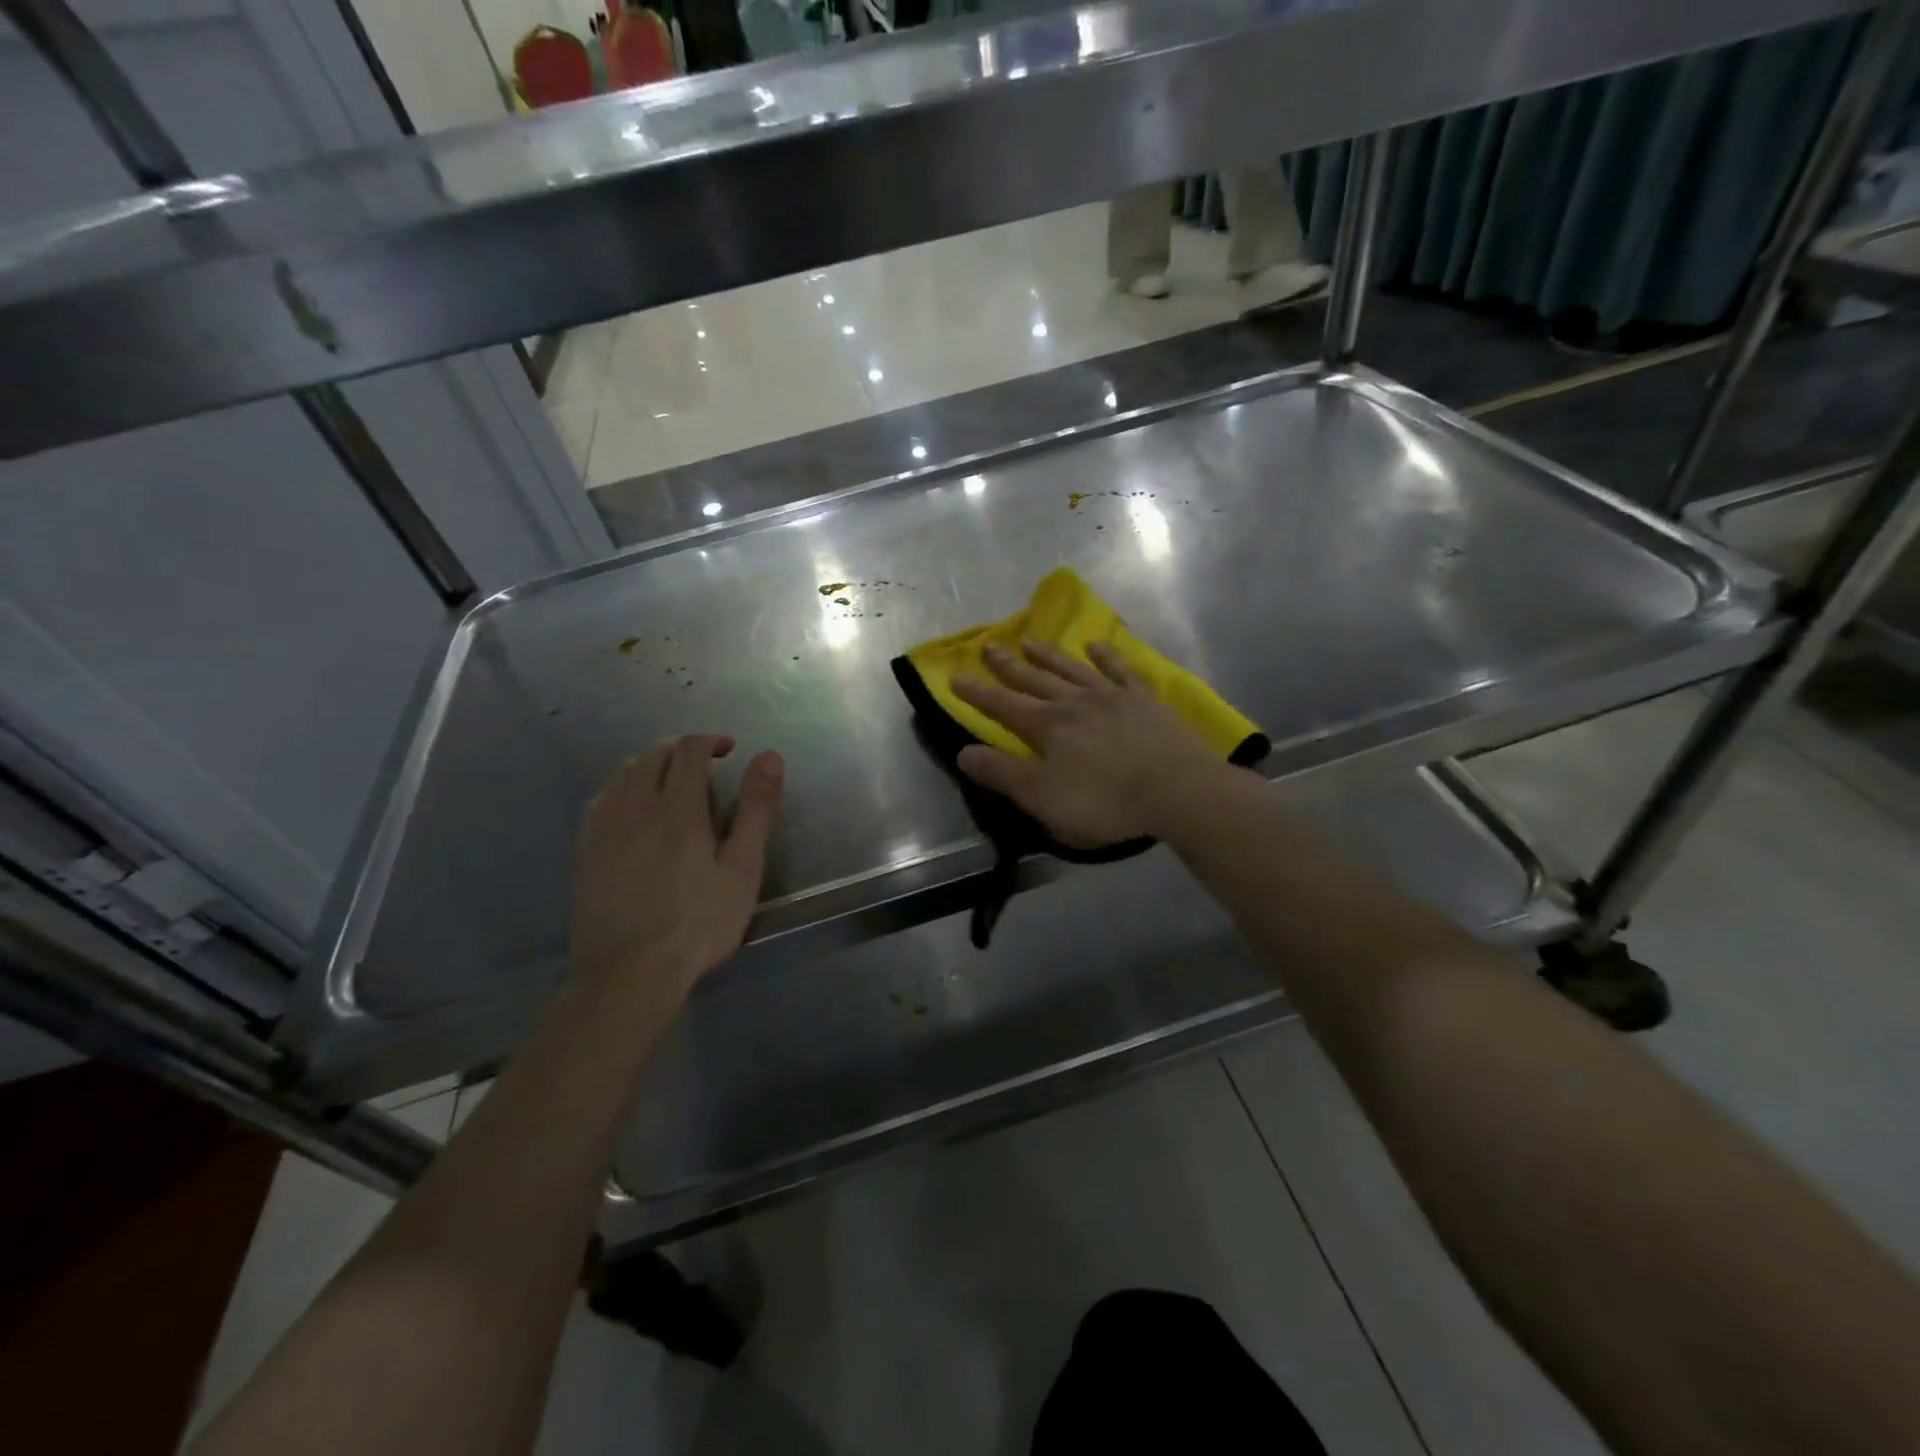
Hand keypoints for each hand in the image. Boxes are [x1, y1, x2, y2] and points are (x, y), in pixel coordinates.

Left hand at [569, 735, 783, 1001]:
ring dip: (651, 765)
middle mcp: (635, 805)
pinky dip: (623, 788)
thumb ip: (756, 809)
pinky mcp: (584, 849)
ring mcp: (603, 827)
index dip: (709, 741)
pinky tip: (634, 812)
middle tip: (705, 767)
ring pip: (623, 773)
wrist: (628, 974)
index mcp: (677, 806)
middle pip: (653, 755)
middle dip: (681, 750)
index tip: (728, 750)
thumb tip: (769, 757)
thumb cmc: (698, 923)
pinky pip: (601, 798)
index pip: (688, 749)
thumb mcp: (742, 868)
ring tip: (671, 785)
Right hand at [951, 641, 1233, 848]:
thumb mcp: (1043, 798)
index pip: (1003, 706)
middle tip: (988, 647)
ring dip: (1048, 655)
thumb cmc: (1105, 801)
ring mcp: (1112, 696)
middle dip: (1008, 666)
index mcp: (1048, 726)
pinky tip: (1095, 646)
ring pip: (1071, 669)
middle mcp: (1075, 702)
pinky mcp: (1144, 700)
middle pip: (1034, 679)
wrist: (1178, 790)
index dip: (977, 693)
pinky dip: (1106, 656)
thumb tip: (963, 752)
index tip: (955, 677)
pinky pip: (1120, 669)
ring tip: (1030, 640)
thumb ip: (1002, 774)